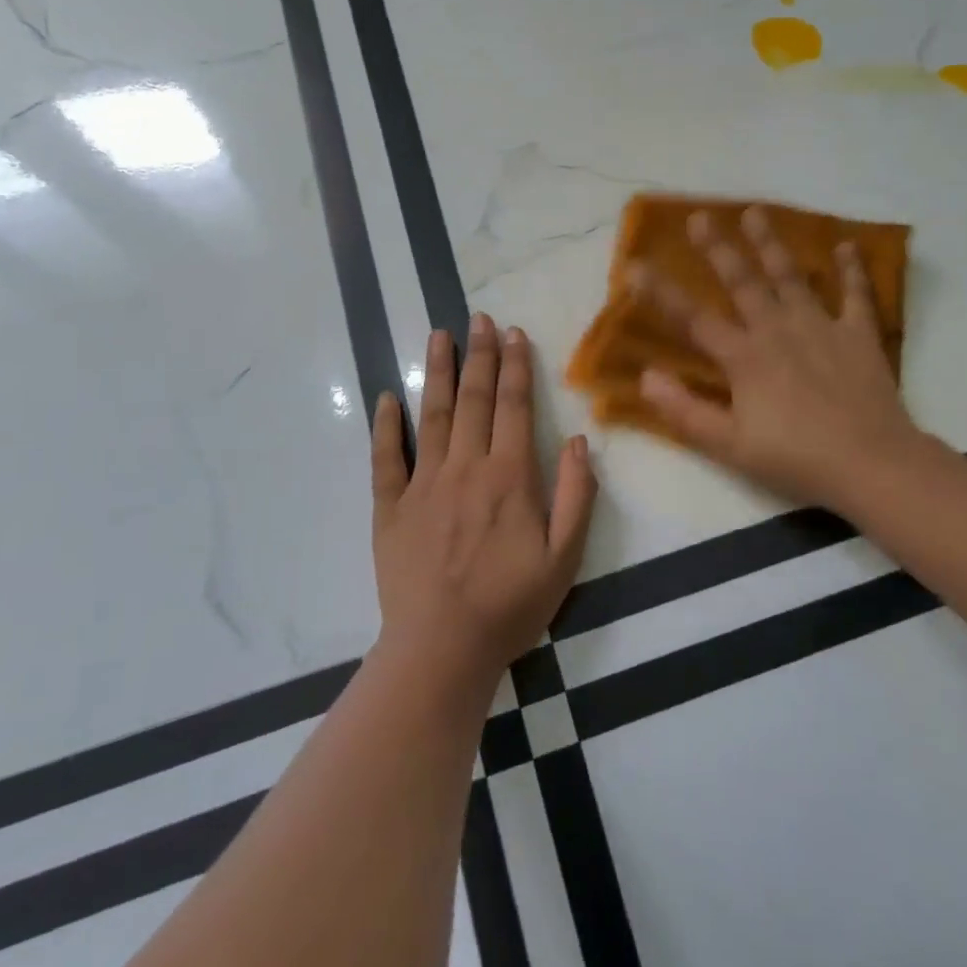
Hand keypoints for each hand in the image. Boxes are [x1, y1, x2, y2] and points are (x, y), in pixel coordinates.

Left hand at [371, 315, 596, 689]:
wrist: (442, 649)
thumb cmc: (511, 605)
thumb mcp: (565, 558)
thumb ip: (576, 496)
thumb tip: (580, 441)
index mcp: (509, 477)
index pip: (514, 407)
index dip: (516, 367)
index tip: (514, 333)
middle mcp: (465, 468)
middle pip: (473, 399)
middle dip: (479, 355)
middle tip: (480, 318)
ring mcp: (422, 485)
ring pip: (431, 415)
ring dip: (436, 372)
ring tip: (439, 335)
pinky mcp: (390, 508)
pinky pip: (386, 459)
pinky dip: (385, 426)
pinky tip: (386, 397)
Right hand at [634, 206, 925, 513]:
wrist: (871, 463)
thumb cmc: (795, 459)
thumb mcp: (730, 446)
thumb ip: (685, 411)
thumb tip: (645, 377)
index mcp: (744, 358)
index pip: (693, 319)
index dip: (661, 293)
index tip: (635, 265)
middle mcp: (777, 330)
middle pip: (742, 282)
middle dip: (718, 248)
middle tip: (700, 216)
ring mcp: (820, 327)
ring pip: (790, 276)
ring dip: (771, 244)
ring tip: (756, 212)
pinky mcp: (858, 334)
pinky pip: (855, 294)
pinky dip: (852, 269)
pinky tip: (847, 245)